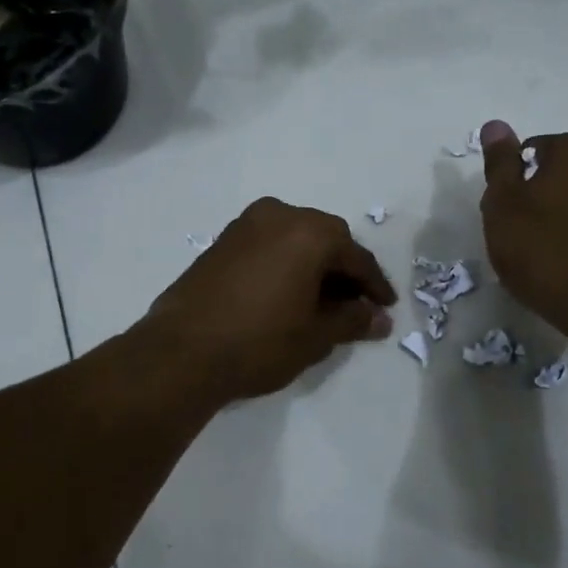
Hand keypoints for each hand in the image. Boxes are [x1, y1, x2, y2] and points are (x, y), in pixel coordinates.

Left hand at [140, 198, 397, 402]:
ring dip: (313, 266)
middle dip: (343, 271)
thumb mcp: (315, 335)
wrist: (182, 352)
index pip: (355, 257)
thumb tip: (379, 318)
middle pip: (325, 239)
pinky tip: (287, 295)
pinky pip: (268, 246)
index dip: (374, 285)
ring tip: (321, 302)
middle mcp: (278, 215)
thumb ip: (352, 320)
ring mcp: (244, 225)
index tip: (385, 307)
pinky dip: (285, 264)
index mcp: (309, 232)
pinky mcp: (221, 242)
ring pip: (294, 240)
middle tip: (354, 304)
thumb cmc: (260, 341)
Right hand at [479, 121, 567, 340]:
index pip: (531, 151)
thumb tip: (495, 125)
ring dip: (561, 216)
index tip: (505, 214)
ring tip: (544, 252)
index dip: (512, 183)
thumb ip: (499, 163)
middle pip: (558, 173)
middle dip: (539, 196)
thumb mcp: (504, 204)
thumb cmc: (543, 247)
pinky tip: (567, 262)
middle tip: (520, 234)